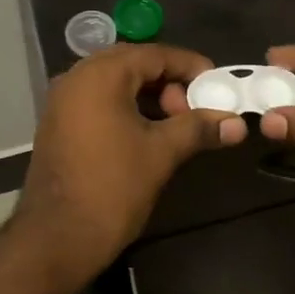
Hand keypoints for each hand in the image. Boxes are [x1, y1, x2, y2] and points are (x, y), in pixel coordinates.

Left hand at [15, 44, 245, 280]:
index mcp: (100, 75)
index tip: (217, 84)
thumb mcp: (162, 153)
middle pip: (133, 64)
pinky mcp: (58, 123)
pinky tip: (148, 132)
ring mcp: (63, 101)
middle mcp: (77, 77)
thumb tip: (238, 124)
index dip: (190, 66)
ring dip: (149, 95)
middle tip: (195, 107)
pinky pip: (98, 100)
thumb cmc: (112, 188)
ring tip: (176, 123)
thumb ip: (199, 129)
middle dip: (169, 81)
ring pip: (115, 82)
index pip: (154, 54)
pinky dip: (126, 106)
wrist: (56, 239)